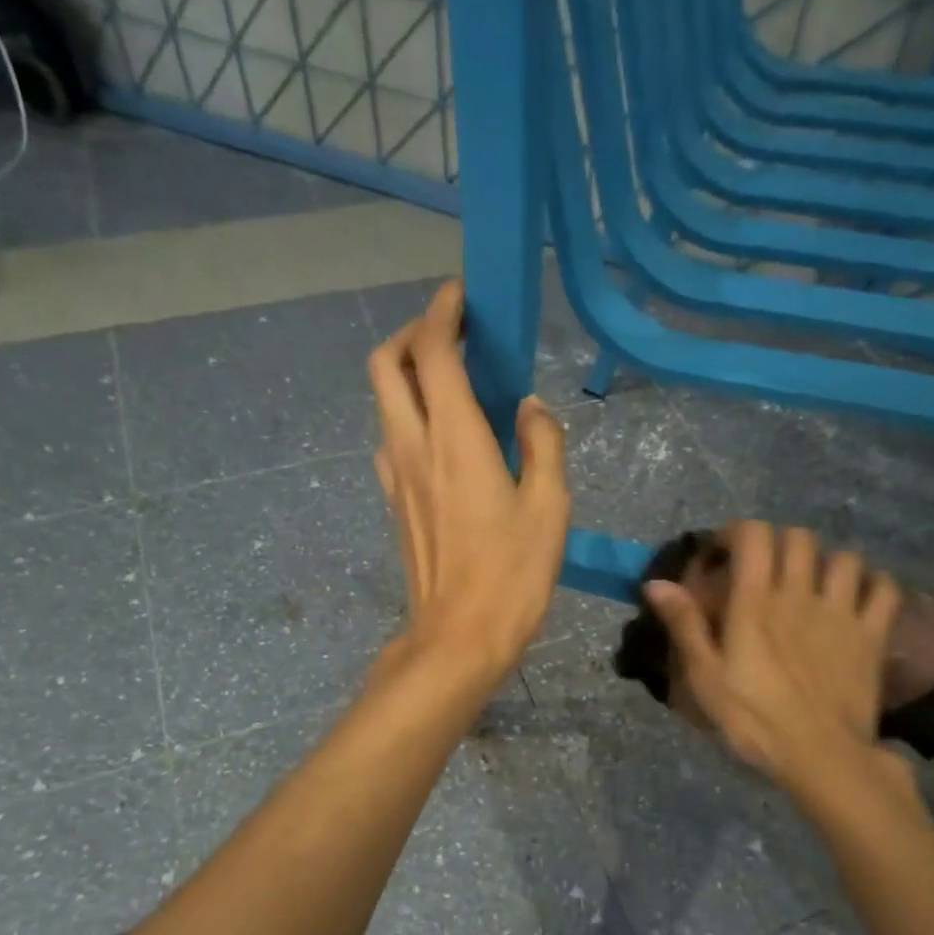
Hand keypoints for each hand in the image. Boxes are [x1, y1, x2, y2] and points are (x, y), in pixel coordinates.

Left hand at [368, 278, 569, 688]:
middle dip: (412, 334)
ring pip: (384, 401)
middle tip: (452, 335)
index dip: (443, 311)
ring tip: (452, 383)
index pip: (433, 350)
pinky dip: (409, 416)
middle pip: (386, 364)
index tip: (464, 297)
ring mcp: (395, 475)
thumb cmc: (513, 573)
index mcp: (455, 438)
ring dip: (408, 375)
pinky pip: (391, 439)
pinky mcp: (394, 502)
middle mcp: (412, 445)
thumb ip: (542, 443)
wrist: (459, 637)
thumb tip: (528, 407)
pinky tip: (445, 439)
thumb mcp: (550, 505)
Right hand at [644, 521, 913, 799]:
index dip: (737, 532)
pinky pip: (885, 589)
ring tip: (815, 583)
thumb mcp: (705, 677)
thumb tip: (656, 583)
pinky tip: (859, 598)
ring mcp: (842, 612)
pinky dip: (873, 584)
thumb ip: (685, 625)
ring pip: (844, 557)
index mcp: (756, 602)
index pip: (753, 535)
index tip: (724, 554)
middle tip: (765, 569)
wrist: (821, 757)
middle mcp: (800, 594)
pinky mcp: (873, 635)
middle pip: (798, 538)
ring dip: (826, 562)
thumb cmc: (754, 720)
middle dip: (778, 543)